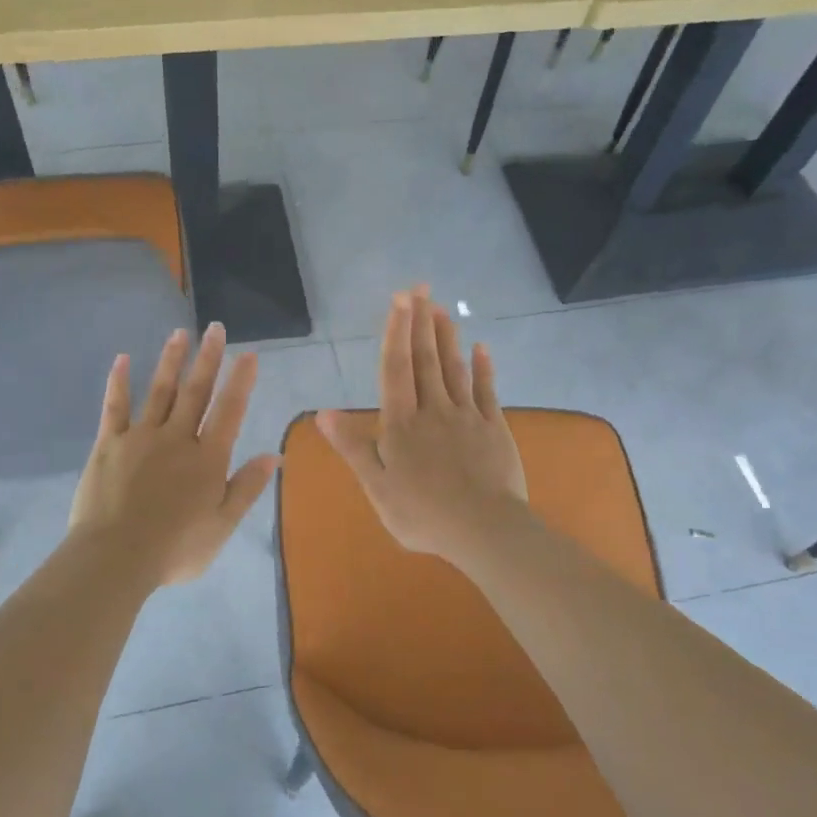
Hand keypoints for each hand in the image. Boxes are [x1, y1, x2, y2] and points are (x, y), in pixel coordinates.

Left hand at [69, 322, 278, 586]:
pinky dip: (119, 382)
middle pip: (195, 391)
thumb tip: (275, 455)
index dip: (241, 382)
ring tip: (179, 334)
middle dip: (208, 358)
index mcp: (207, 459)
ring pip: (159, 391)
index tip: (248, 354)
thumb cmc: (175, 548)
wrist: (115, 557)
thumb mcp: (222, 525)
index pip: (229, 411)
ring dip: (171, 361)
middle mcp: (177, 438)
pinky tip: (122, 359)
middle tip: (215, 328)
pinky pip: (115, 407)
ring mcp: (140, 437)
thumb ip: (247, 487)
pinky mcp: (109, 444)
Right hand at [316, 287, 526, 563]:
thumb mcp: (376, 486)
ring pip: (454, 368)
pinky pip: (487, 390)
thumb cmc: (422, 512)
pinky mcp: (493, 428)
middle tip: (420, 288)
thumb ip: (352, 447)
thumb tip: (323, 413)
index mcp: (401, 423)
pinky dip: (483, 367)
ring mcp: (467, 416)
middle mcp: (433, 410)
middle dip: (421, 322)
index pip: (395, 368)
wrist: (483, 528)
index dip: (396, 332)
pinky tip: (481, 347)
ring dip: (446, 337)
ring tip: (441, 309)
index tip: (400, 299)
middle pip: (425, 359)